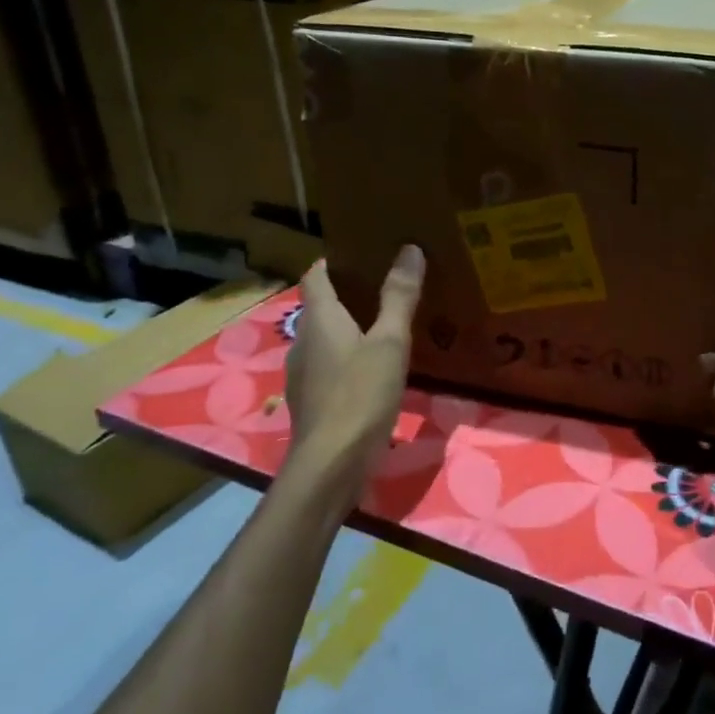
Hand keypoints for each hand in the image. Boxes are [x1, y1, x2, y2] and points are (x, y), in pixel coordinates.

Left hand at [284, 246, 425, 493]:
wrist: (331, 464)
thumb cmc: (360, 394)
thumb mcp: (390, 343)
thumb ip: (399, 297)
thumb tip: (409, 249)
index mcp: (320, 319)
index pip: (315, 276)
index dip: (332, 261)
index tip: (360, 253)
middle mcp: (304, 341)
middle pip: (320, 307)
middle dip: (347, 293)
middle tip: (385, 284)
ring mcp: (304, 374)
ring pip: (325, 338)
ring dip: (348, 327)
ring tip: (385, 324)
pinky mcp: (313, 401)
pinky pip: (329, 365)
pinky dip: (348, 357)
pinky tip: (375, 368)